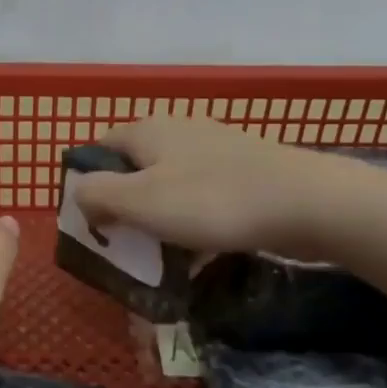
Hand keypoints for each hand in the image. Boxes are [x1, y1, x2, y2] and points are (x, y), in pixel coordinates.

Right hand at [73, 114, 342, 256]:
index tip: (90, 224)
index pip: (99, 149)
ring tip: (158, 257)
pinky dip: (192, 224)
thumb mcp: (139, 200)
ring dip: (158, 221)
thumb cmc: (211, 201)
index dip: (87, 185)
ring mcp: (215, 151)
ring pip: (170, 188)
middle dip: (124, 208)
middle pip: (134, 170)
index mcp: (148, 131)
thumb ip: (97, 194)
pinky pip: (202, 200)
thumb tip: (80, 195)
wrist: (306, 203)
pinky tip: (198, 254)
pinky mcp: (243, 174)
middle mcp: (178, 132)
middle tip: (122, 246)